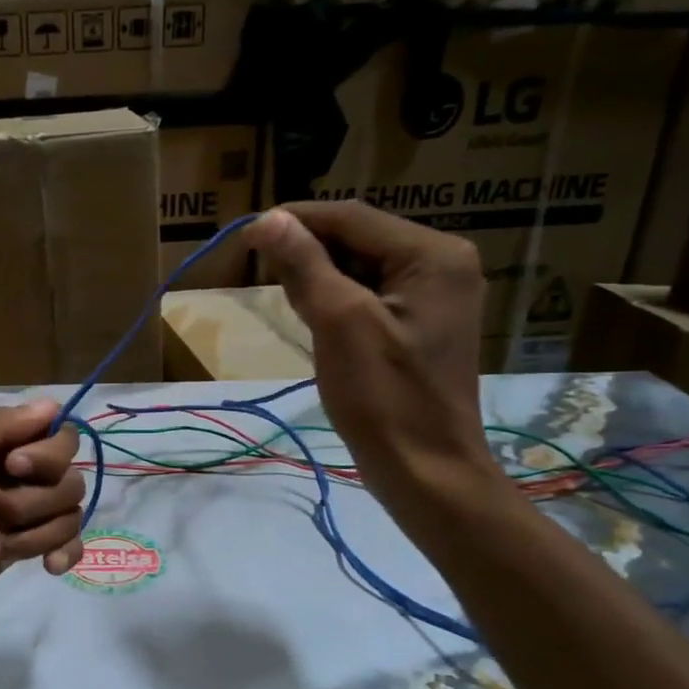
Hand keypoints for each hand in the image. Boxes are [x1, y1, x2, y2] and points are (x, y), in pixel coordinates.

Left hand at [0, 400, 86, 633]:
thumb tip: (52, 407)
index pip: (55, 433)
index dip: (46, 452)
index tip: (13, 467)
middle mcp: (15, 474)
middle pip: (68, 476)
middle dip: (30, 499)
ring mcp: (22, 514)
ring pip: (69, 513)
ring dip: (30, 533)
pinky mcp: (23, 549)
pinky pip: (69, 543)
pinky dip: (64, 552)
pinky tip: (46, 567)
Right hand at [247, 202, 504, 524]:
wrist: (425, 470)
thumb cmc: (384, 397)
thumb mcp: (340, 323)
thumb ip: (305, 266)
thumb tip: (268, 219)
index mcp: (433, 255)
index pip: (352, 218)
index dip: (296, 220)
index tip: (247, 233)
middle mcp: (442, 264)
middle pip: (359, 239)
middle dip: (308, 250)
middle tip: (259, 270)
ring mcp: (434, 297)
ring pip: (360, 268)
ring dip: (318, 276)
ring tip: (281, 293)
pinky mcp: (419, 326)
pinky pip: (368, 296)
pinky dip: (335, 300)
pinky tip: (311, 318)